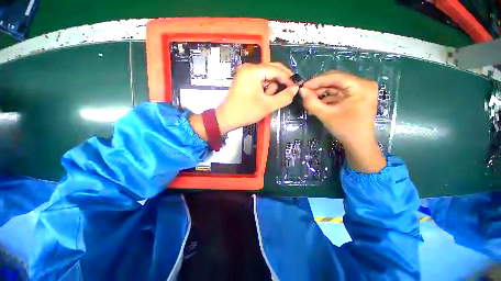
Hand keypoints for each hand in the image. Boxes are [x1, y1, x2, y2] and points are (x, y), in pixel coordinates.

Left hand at [189, 63, 297, 140]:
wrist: (226, 118)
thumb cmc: (245, 112)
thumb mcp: (267, 106)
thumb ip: (284, 97)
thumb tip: (295, 89)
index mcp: (253, 71)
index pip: (276, 69)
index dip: (288, 78)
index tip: (296, 88)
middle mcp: (249, 68)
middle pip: (272, 70)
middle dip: (279, 83)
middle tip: (284, 95)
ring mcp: (246, 73)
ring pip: (267, 76)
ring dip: (271, 87)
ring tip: (266, 100)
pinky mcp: (245, 79)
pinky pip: (260, 80)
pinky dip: (265, 88)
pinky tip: (262, 98)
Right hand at [301, 71, 385, 172]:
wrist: (358, 144)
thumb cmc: (345, 129)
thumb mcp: (326, 115)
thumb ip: (311, 102)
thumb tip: (301, 91)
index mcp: (361, 86)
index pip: (335, 77)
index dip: (317, 81)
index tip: (303, 86)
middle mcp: (363, 84)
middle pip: (336, 81)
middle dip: (318, 87)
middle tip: (305, 93)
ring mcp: (361, 91)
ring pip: (336, 87)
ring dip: (321, 93)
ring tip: (309, 100)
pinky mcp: (356, 97)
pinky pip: (339, 94)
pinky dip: (327, 98)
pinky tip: (317, 104)